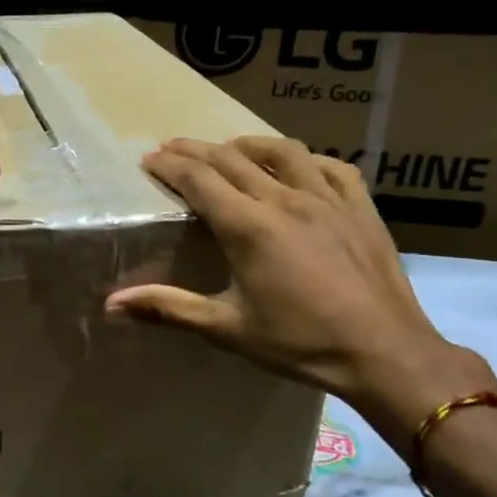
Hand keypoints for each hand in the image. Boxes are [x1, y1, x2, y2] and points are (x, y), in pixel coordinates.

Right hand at [104, 136, 496, 451]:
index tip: (148, 158)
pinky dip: (305, 159)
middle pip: (231, 157)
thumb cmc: (300, 343)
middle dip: (195, 149)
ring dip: (247, 143)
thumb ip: (168, 308)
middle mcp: (285, 199)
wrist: (385, 353)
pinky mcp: (359, 206)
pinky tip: (298, 166)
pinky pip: (330, 165)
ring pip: (281, 150)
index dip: (169, 165)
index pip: (198, 178)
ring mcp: (327, 198)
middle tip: (172, 148)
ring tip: (229, 148)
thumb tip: (111, 305)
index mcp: (249, 226)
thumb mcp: (227, 329)